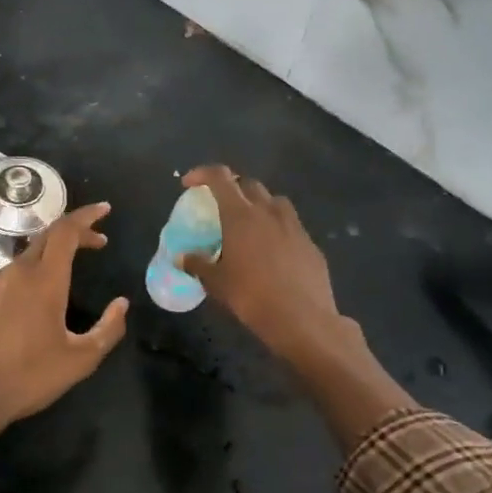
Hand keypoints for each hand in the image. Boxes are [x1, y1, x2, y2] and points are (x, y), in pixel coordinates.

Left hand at [0, 203, 129, 464]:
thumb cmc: (30, 377)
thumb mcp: (81, 359)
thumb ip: (108, 329)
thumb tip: (122, 305)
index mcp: (45, 280)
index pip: (66, 231)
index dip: (86, 216)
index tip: (104, 211)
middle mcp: (17, 272)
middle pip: (46, 237)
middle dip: (74, 232)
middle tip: (97, 241)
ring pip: (26, 257)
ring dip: (51, 255)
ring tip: (69, 271)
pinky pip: (8, 276)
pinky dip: (30, 274)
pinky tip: (35, 298)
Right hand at [177, 165, 345, 364]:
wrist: (302, 318)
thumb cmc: (251, 297)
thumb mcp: (216, 283)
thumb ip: (197, 265)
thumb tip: (181, 258)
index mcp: (240, 215)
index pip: (220, 177)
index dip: (202, 173)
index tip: (189, 183)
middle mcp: (268, 211)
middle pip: (249, 184)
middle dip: (232, 188)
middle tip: (220, 206)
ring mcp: (293, 225)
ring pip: (274, 201)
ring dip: (258, 205)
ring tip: (249, 225)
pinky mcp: (310, 243)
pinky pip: (290, 225)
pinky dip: (277, 228)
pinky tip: (272, 251)